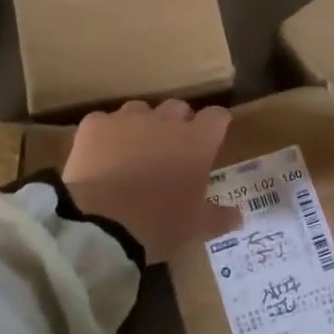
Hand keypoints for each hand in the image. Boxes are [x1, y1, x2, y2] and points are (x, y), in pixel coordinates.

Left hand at [63, 101, 237, 263]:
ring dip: (142, 126)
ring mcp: (127, 119)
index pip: (217, 116)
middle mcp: (165, 120)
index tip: (213, 137)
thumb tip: (239, 217)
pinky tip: (100, 157)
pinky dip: (105, 135)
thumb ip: (221, 217)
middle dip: (178, 123)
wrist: (102, 225)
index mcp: (198, 141)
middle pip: (178, 107)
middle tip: (172, 150)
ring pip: (140, 110)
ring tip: (134, 152)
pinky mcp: (94, 125)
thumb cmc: (160, 223)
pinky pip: (104, 122)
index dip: (216, 125)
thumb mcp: (197, 226)